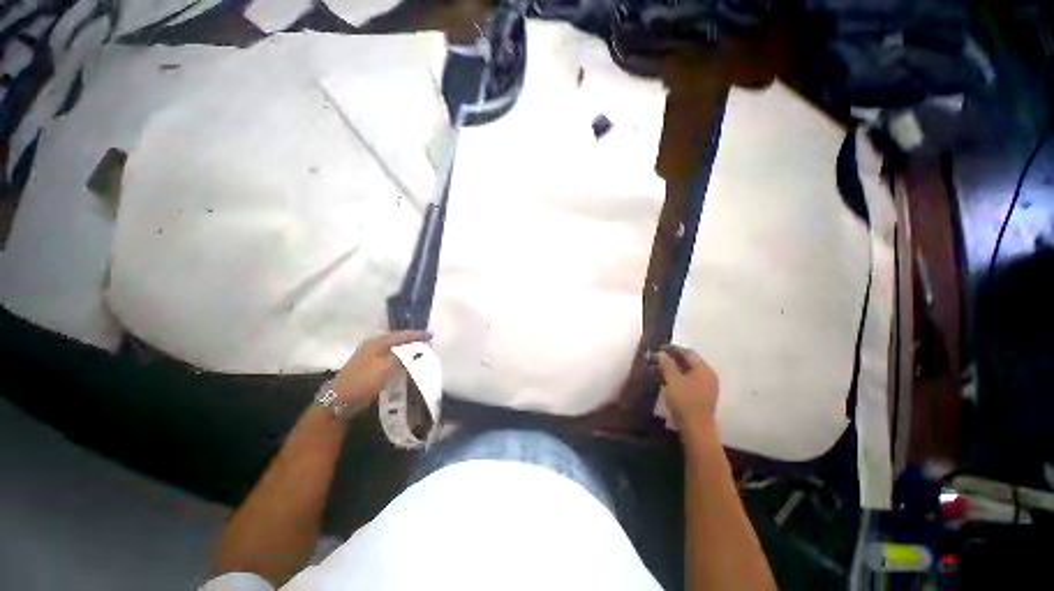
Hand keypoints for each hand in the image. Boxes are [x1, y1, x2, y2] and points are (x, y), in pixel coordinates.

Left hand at [332, 331, 429, 413]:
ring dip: (407, 351)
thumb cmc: (365, 380)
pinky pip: (390, 359)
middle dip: (413, 341)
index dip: (417, 335)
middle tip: (427, 343)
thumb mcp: (387, 366)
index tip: (431, 335)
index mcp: (378, 342)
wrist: (340, 399)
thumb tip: (416, 351)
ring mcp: (371, 356)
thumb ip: (403, 356)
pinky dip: (400, 359)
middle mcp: (374, 345)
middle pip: (398, 340)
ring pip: (394, 350)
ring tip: (421, 353)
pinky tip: (407, 363)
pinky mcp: (370, 367)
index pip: (402, 335)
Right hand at [655, 344, 719, 437]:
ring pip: (685, 372)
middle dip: (670, 359)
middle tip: (655, 358)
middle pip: (687, 362)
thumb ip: (666, 363)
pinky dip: (674, 378)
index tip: (657, 348)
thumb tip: (660, 353)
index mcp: (703, 369)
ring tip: (655, 369)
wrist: (696, 429)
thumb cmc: (685, 400)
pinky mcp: (699, 397)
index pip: (687, 352)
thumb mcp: (673, 379)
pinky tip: (662, 380)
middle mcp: (707, 376)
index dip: (672, 348)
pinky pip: (686, 381)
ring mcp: (704, 387)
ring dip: (671, 369)